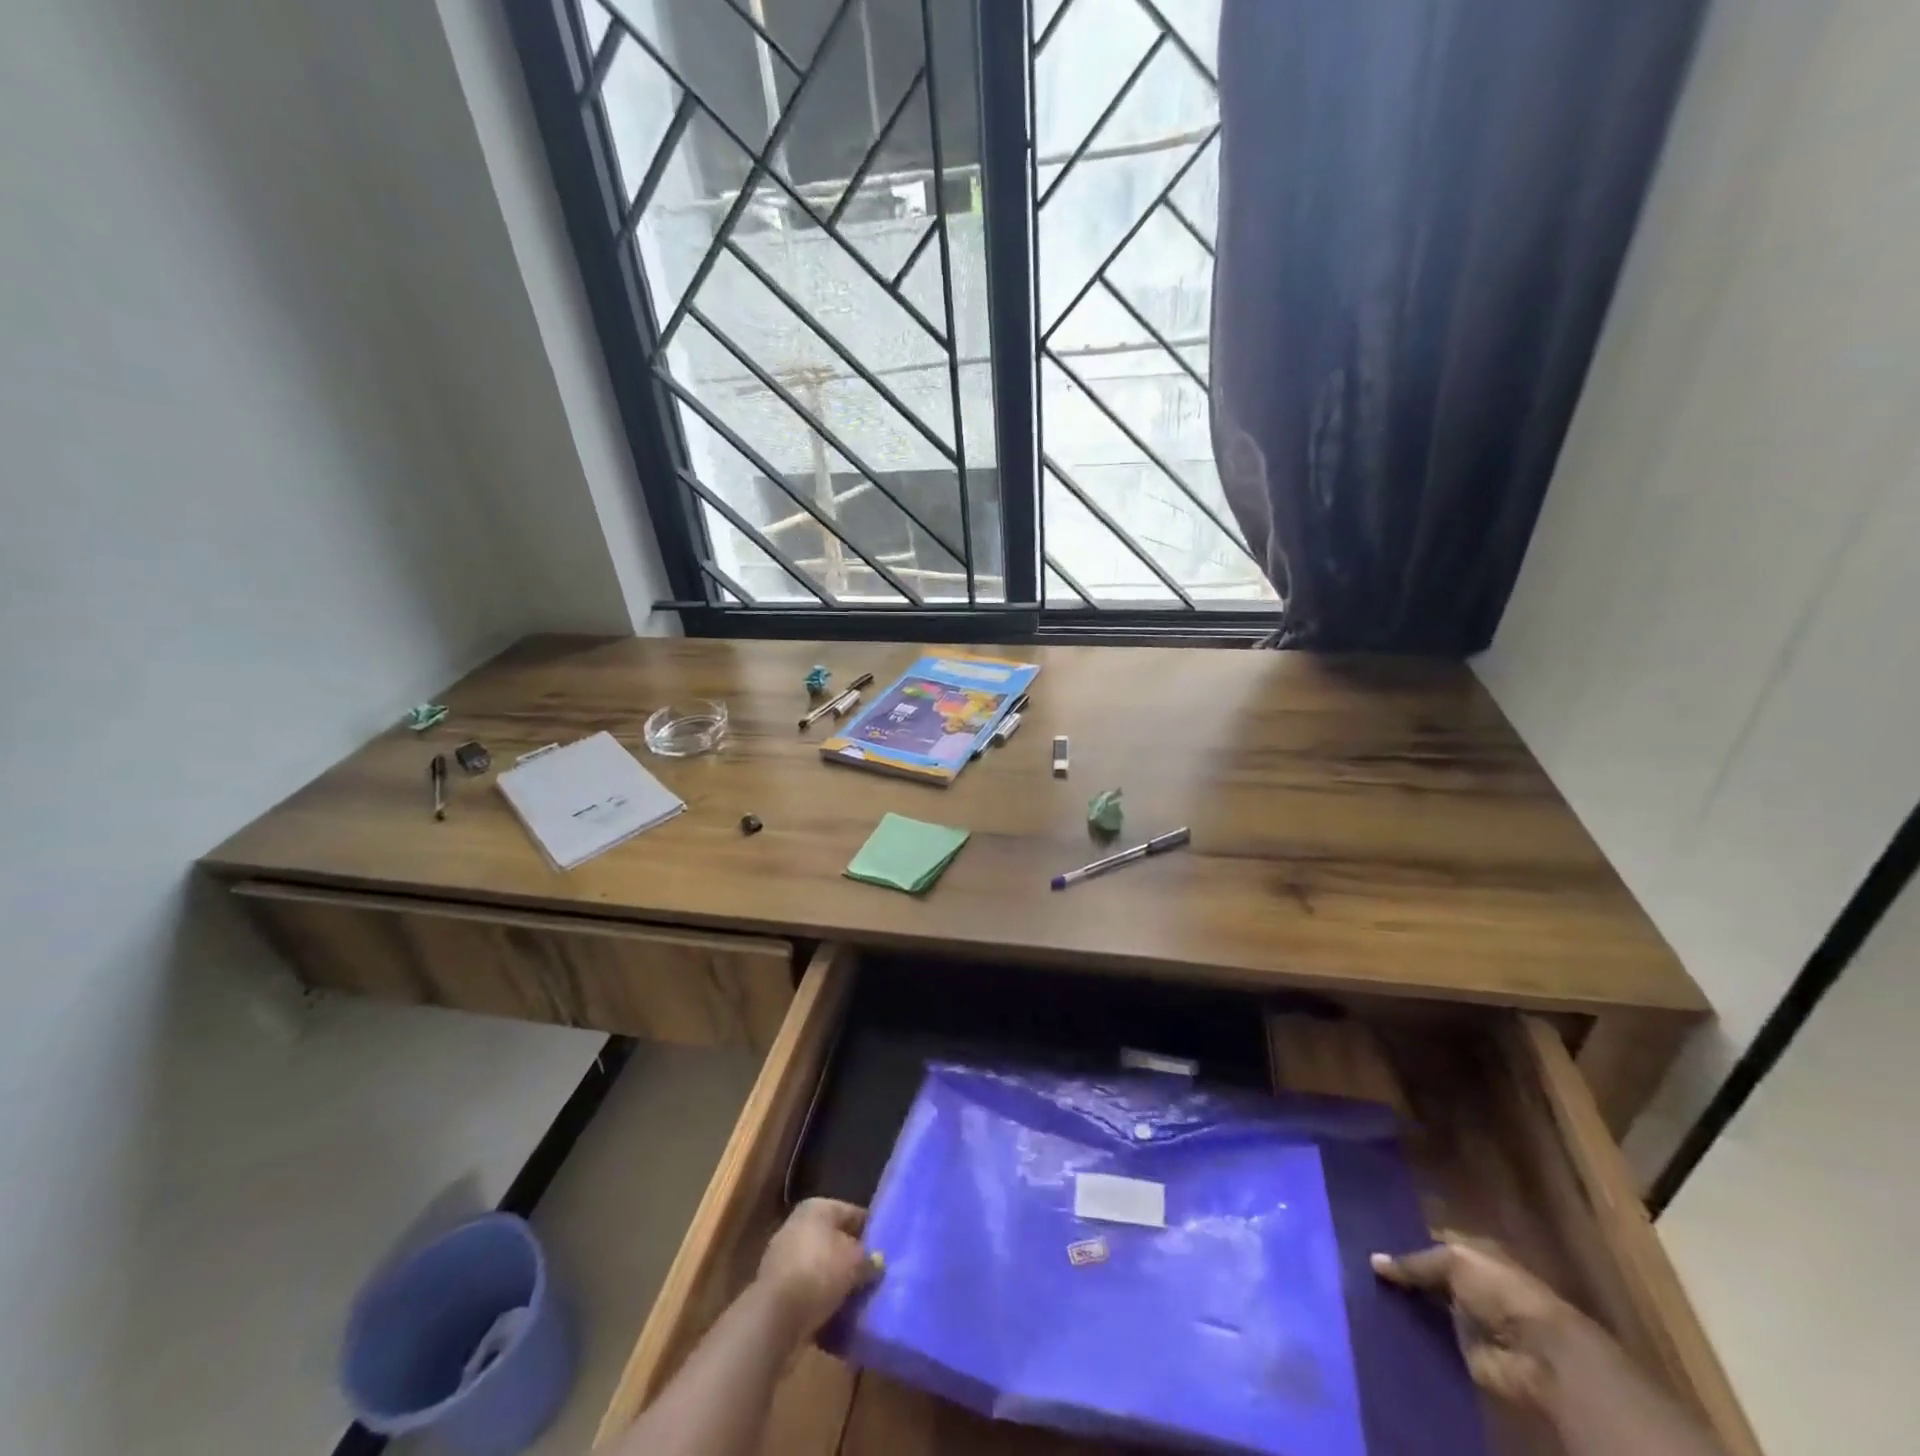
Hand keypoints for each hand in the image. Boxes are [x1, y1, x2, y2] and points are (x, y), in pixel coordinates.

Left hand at [754, 1199, 881, 1345]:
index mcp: (817, 1207)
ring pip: (820, 1266)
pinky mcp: (777, 1288)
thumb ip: (869, 1259)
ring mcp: (784, 1257)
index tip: (886, 1248)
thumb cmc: (819, 1272)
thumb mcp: (855, 1262)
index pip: (852, 1213)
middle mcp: (798, 1225)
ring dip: (836, 1281)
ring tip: (859, 1298)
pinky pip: (807, 1289)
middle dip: (852, 1257)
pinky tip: (838, 1315)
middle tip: (874, 1274)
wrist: (775, 1316)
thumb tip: (877, 1262)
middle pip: (835, 1239)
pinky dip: (821, 1299)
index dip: (870, 1230)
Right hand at [1372, 1238, 1585, 1408]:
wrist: (1541, 1357)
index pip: (1432, 1241)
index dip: (1404, 1239)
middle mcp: (1469, 1284)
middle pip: (1428, 1276)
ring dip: (1403, 1304)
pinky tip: (1381, 1322)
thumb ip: (1415, 1262)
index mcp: (1474, 1254)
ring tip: (1362, 1293)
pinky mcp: (1463, 1352)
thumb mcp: (1455, 1261)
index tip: (1369, 1239)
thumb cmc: (1502, 1292)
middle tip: (1359, 1266)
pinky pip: (1431, 1338)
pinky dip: (1411, 1333)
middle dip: (1400, 1273)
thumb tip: (1374, 1260)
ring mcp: (1467, 1319)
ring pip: (1426, 1306)